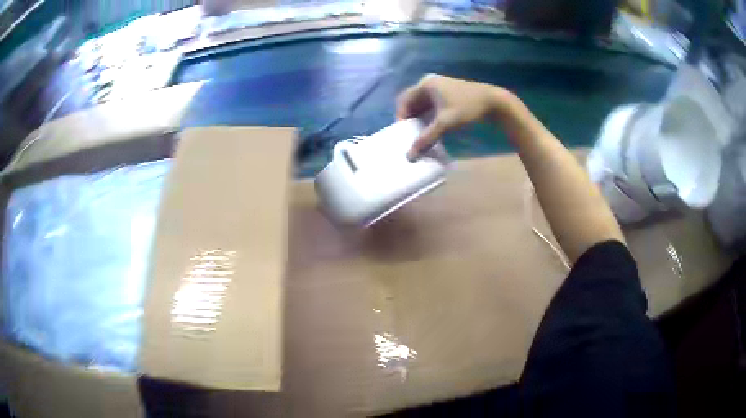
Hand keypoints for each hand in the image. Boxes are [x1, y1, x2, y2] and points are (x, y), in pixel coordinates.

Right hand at [396, 74, 511, 159]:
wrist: (494, 102)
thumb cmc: (467, 108)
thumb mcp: (444, 123)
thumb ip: (426, 139)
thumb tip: (409, 156)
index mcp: (425, 84)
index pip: (404, 101)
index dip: (401, 117)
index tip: (404, 134)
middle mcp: (430, 83)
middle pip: (412, 102)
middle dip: (411, 119)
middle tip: (411, 136)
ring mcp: (440, 87)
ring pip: (423, 105)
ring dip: (420, 119)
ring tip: (421, 135)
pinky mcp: (449, 94)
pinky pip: (432, 106)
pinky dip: (430, 117)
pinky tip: (433, 129)